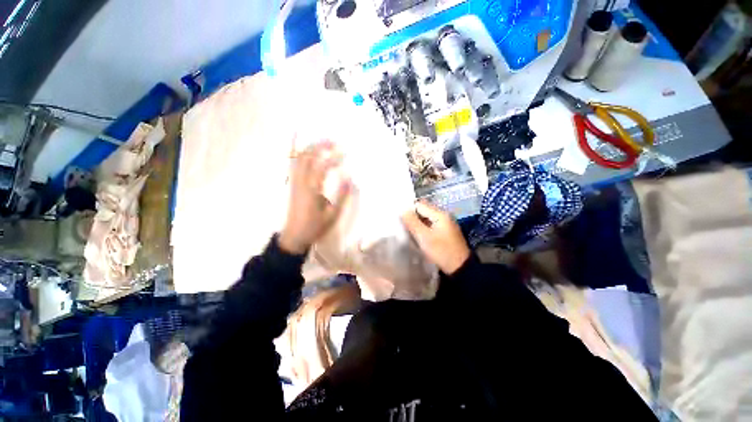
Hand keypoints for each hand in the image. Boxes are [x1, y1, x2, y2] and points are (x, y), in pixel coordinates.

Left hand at [279, 141, 350, 253]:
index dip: (334, 158)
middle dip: (319, 146)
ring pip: (299, 159)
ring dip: (311, 148)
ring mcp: (294, 182)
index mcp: (312, 190)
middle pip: (307, 157)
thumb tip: (349, 177)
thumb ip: (341, 195)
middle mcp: (301, 182)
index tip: (345, 153)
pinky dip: (302, 155)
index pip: (322, 167)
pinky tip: (310, 153)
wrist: (295, 236)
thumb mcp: (332, 214)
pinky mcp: (293, 185)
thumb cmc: (315, 226)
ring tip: (323, 143)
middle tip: (333, 141)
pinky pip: (295, 165)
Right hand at [401, 201, 470, 274]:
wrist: (460, 268)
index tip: (400, 220)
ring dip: (417, 223)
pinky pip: (431, 224)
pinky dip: (423, 228)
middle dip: (413, 216)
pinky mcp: (446, 231)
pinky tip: (418, 235)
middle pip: (424, 210)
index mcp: (440, 214)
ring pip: (427, 218)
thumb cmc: (441, 251)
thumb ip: (412, 222)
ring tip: (409, 231)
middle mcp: (444, 215)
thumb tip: (403, 210)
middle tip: (403, 226)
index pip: (420, 204)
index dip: (409, 210)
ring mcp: (446, 223)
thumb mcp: (424, 237)